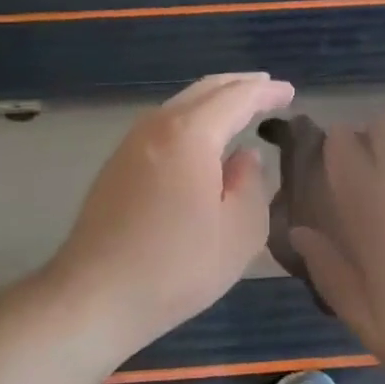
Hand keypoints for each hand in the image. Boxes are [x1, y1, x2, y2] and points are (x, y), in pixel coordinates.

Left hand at [47, 73, 294, 349]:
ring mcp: (131, 144)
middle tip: (268, 88)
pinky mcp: (117, 165)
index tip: (290, 92)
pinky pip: (164, 123)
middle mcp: (157, 126)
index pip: (237, 98)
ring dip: (214, 100)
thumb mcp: (240, 232)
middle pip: (204, 90)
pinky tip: (202, 137)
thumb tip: (244, 158)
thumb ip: (252, 184)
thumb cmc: (176, 266)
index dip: (266, 92)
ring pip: (180, 104)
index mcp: (190, 134)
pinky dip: (192, 118)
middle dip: (240, 85)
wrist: (94, 297)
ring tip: (240, 107)